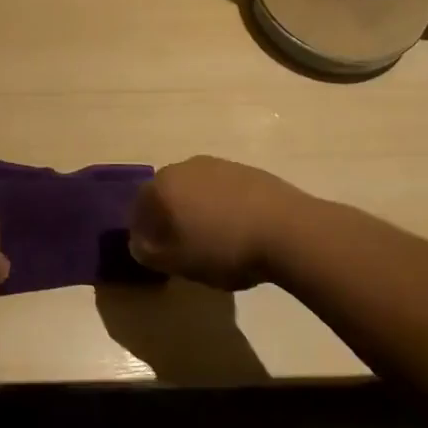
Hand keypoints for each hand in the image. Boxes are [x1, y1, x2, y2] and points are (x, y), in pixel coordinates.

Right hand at [129, 156, 311, 289]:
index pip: (139, 207)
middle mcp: (185, 167)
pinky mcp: (247, 170)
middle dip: (169, 217)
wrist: (288, 230)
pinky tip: (238, 229)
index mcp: (162, 186)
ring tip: (214, 239)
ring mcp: (218, 165)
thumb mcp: (179, 263)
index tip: (155, 254)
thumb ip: (150, 253)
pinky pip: (223, 190)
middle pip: (167, 194)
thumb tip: (139, 244)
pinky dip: (223, 206)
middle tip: (181, 246)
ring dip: (197, 210)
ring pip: (196, 190)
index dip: (143, 231)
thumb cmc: (224, 248)